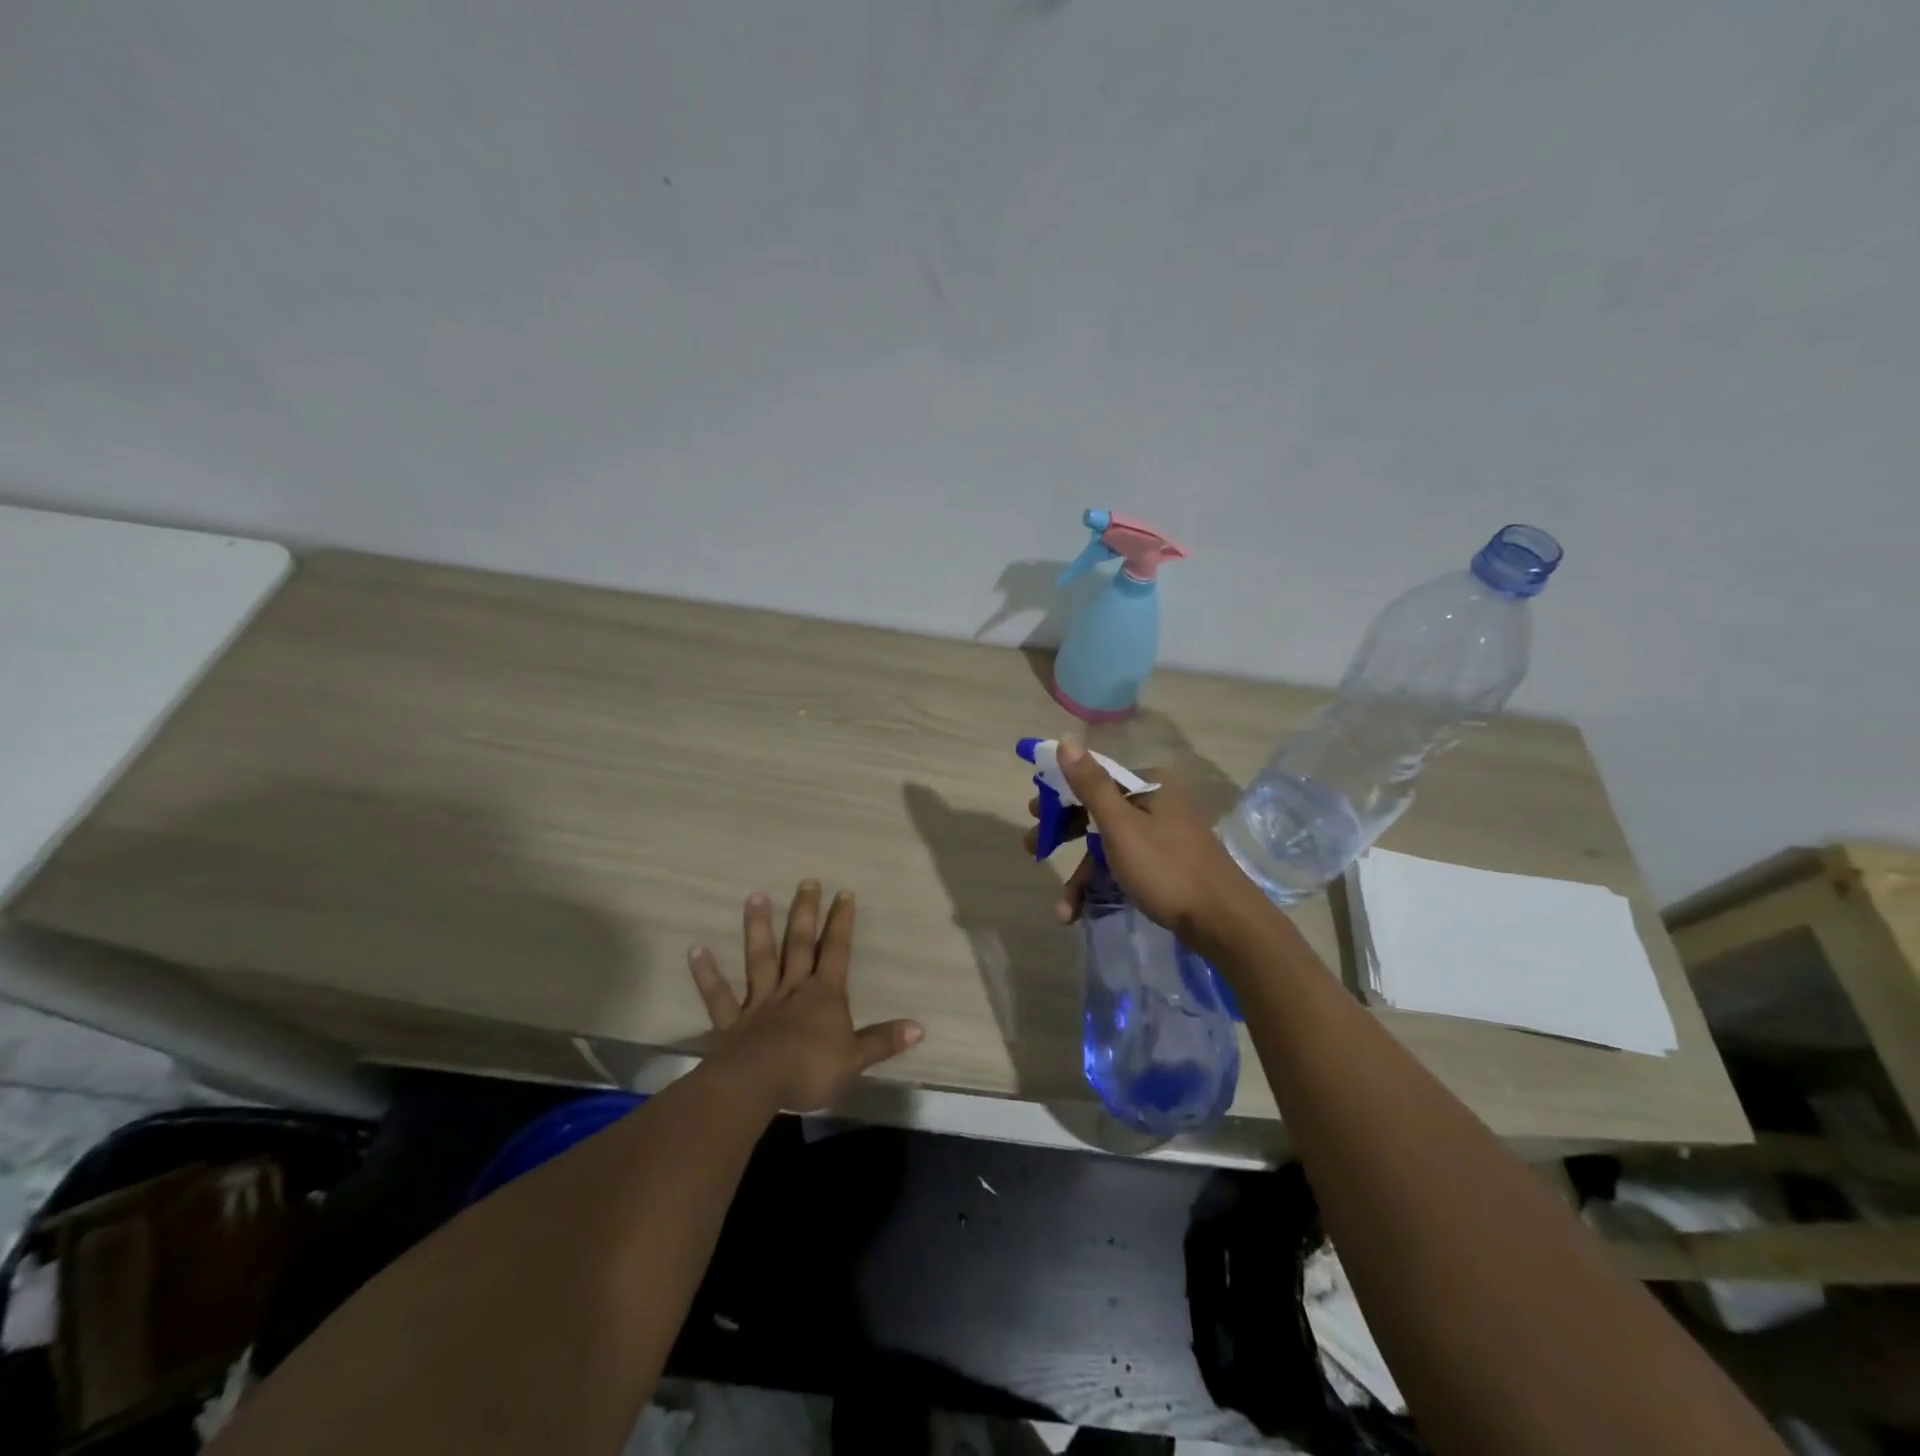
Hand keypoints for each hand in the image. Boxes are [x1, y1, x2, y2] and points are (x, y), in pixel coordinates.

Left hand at [687, 882, 922, 1112]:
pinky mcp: (732, 1022)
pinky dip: (707, 973)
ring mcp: (760, 1003)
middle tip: (806, 881)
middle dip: (805, 913)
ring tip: (755, 896)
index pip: (836, 951)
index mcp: (824, 996)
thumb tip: (919, 1029)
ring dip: (758, 928)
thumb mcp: (855, 1059)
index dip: (841, 923)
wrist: (758, 1084)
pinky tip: (696, 950)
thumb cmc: (810, 1070)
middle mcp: (793, 990)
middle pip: (800, 945)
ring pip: (760, 959)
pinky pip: (719, 996)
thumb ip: (883, 1041)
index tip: (843, 893)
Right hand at [1024, 742, 1271, 952]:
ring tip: (1063, 907)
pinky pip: (1125, 866)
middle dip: (1064, 835)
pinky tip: (1082, 911)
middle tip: (1033, 848)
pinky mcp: (1167, 865)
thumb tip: (1066, 739)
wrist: (1225, 922)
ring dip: (1082, 874)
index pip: (1094, 779)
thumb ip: (1091, 784)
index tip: (1033, 812)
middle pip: (1098, 813)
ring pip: (1109, 845)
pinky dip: (1103, 884)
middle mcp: (1157, 804)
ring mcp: (1163, 836)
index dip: (1060, 795)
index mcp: (1149, 785)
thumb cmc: (1167, 868)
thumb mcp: (1121, 826)